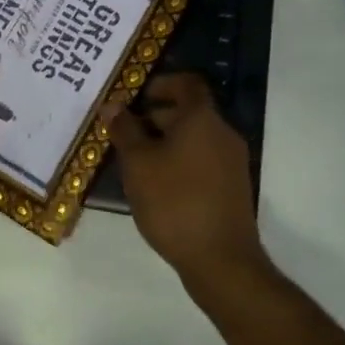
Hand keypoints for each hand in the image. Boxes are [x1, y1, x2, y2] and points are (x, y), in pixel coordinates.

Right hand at [105, 73, 262, 279]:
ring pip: (194, 138)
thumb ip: (125, 130)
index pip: (186, 83)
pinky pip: (201, 160)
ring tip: (133, 162)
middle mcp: (222, 133)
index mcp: (202, 119)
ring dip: (164, 142)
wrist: (221, 260)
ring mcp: (231, 162)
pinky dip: (178, 162)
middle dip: (154, 117)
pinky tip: (155, 185)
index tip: (134, 96)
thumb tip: (113, 105)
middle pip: (188, 111)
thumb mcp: (138, 164)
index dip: (160, 83)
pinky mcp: (232, 188)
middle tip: (122, 133)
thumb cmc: (174, 202)